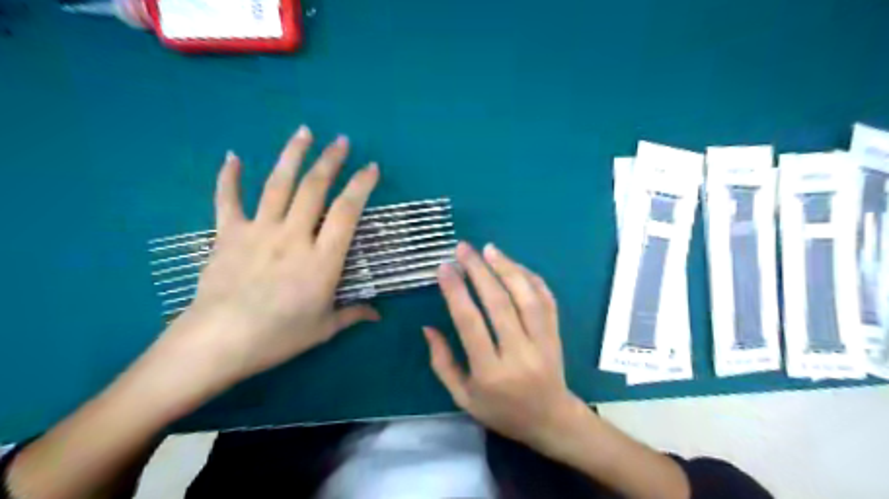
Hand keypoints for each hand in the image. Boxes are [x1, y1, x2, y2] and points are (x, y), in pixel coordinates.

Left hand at [158, 124, 380, 389]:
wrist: (218, 342)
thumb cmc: (278, 337)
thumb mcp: (323, 328)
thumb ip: (352, 314)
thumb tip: (378, 315)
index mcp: (322, 259)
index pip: (347, 212)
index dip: (361, 186)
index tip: (371, 168)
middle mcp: (293, 236)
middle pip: (314, 189)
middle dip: (330, 160)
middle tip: (341, 140)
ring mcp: (259, 231)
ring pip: (278, 185)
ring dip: (292, 155)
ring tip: (304, 132)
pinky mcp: (229, 234)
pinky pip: (228, 200)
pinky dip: (229, 177)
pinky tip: (233, 156)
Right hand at [422, 242, 587, 447]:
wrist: (551, 421)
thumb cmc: (501, 411)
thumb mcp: (463, 397)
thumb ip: (443, 363)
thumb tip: (428, 328)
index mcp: (490, 373)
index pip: (470, 324)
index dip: (456, 292)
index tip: (444, 267)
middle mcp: (518, 354)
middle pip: (499, 304)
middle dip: (479, 270)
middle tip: (463, 248)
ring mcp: (542, 343)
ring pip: (526, 298)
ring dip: (507, 268)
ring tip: (489, 249)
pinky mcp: (556, 335)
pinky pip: (546, 301)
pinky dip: (531, 279)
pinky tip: (515, 265)